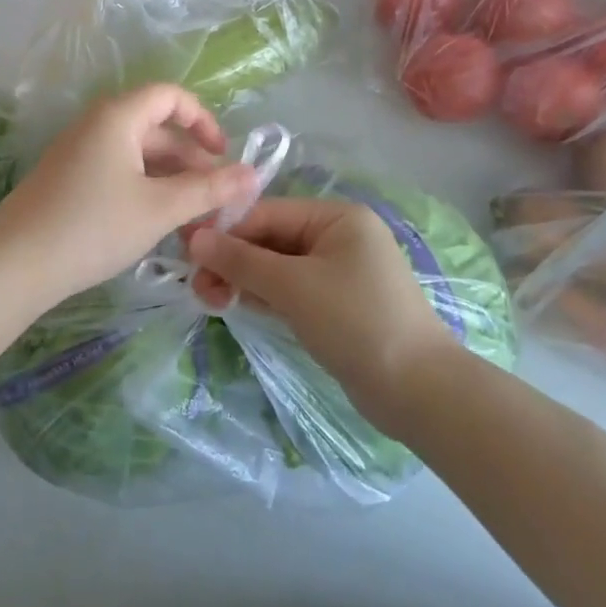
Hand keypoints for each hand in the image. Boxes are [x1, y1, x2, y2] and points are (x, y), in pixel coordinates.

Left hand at [0, 84, 257, 310]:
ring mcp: (78, 151)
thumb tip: (252, 174)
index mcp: (118, 116)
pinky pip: (117, 171)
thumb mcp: (159, 208)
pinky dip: (144, 189)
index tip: (223, 156)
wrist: (15, 263)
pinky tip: (156, 225)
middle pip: (156, 129)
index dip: (203, 120)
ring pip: (137, 155)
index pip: (170, 96)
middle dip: (190, 161)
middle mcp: (97, 124)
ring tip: (192, 221)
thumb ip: (208, 189)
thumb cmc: (93, 226)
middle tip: (215, 202)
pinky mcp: (68, 178)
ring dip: (169, 181)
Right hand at [188, 198, 460, 433]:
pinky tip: (235, 305)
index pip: (267, 213)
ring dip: (243, 279)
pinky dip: (263, 295)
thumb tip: (194, 238)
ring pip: (277, 266)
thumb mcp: (293, 286)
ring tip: (209, 299)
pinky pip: (290, 289)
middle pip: (270, 239)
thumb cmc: (356, 322)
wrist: (420, 393)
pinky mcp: (336, 304)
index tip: (185, 249)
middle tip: (197, 285)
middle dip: (232, 259)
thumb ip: (241, 260)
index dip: (225, 230)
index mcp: (336, 217)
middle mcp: (338, 236)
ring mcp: (338, 272)